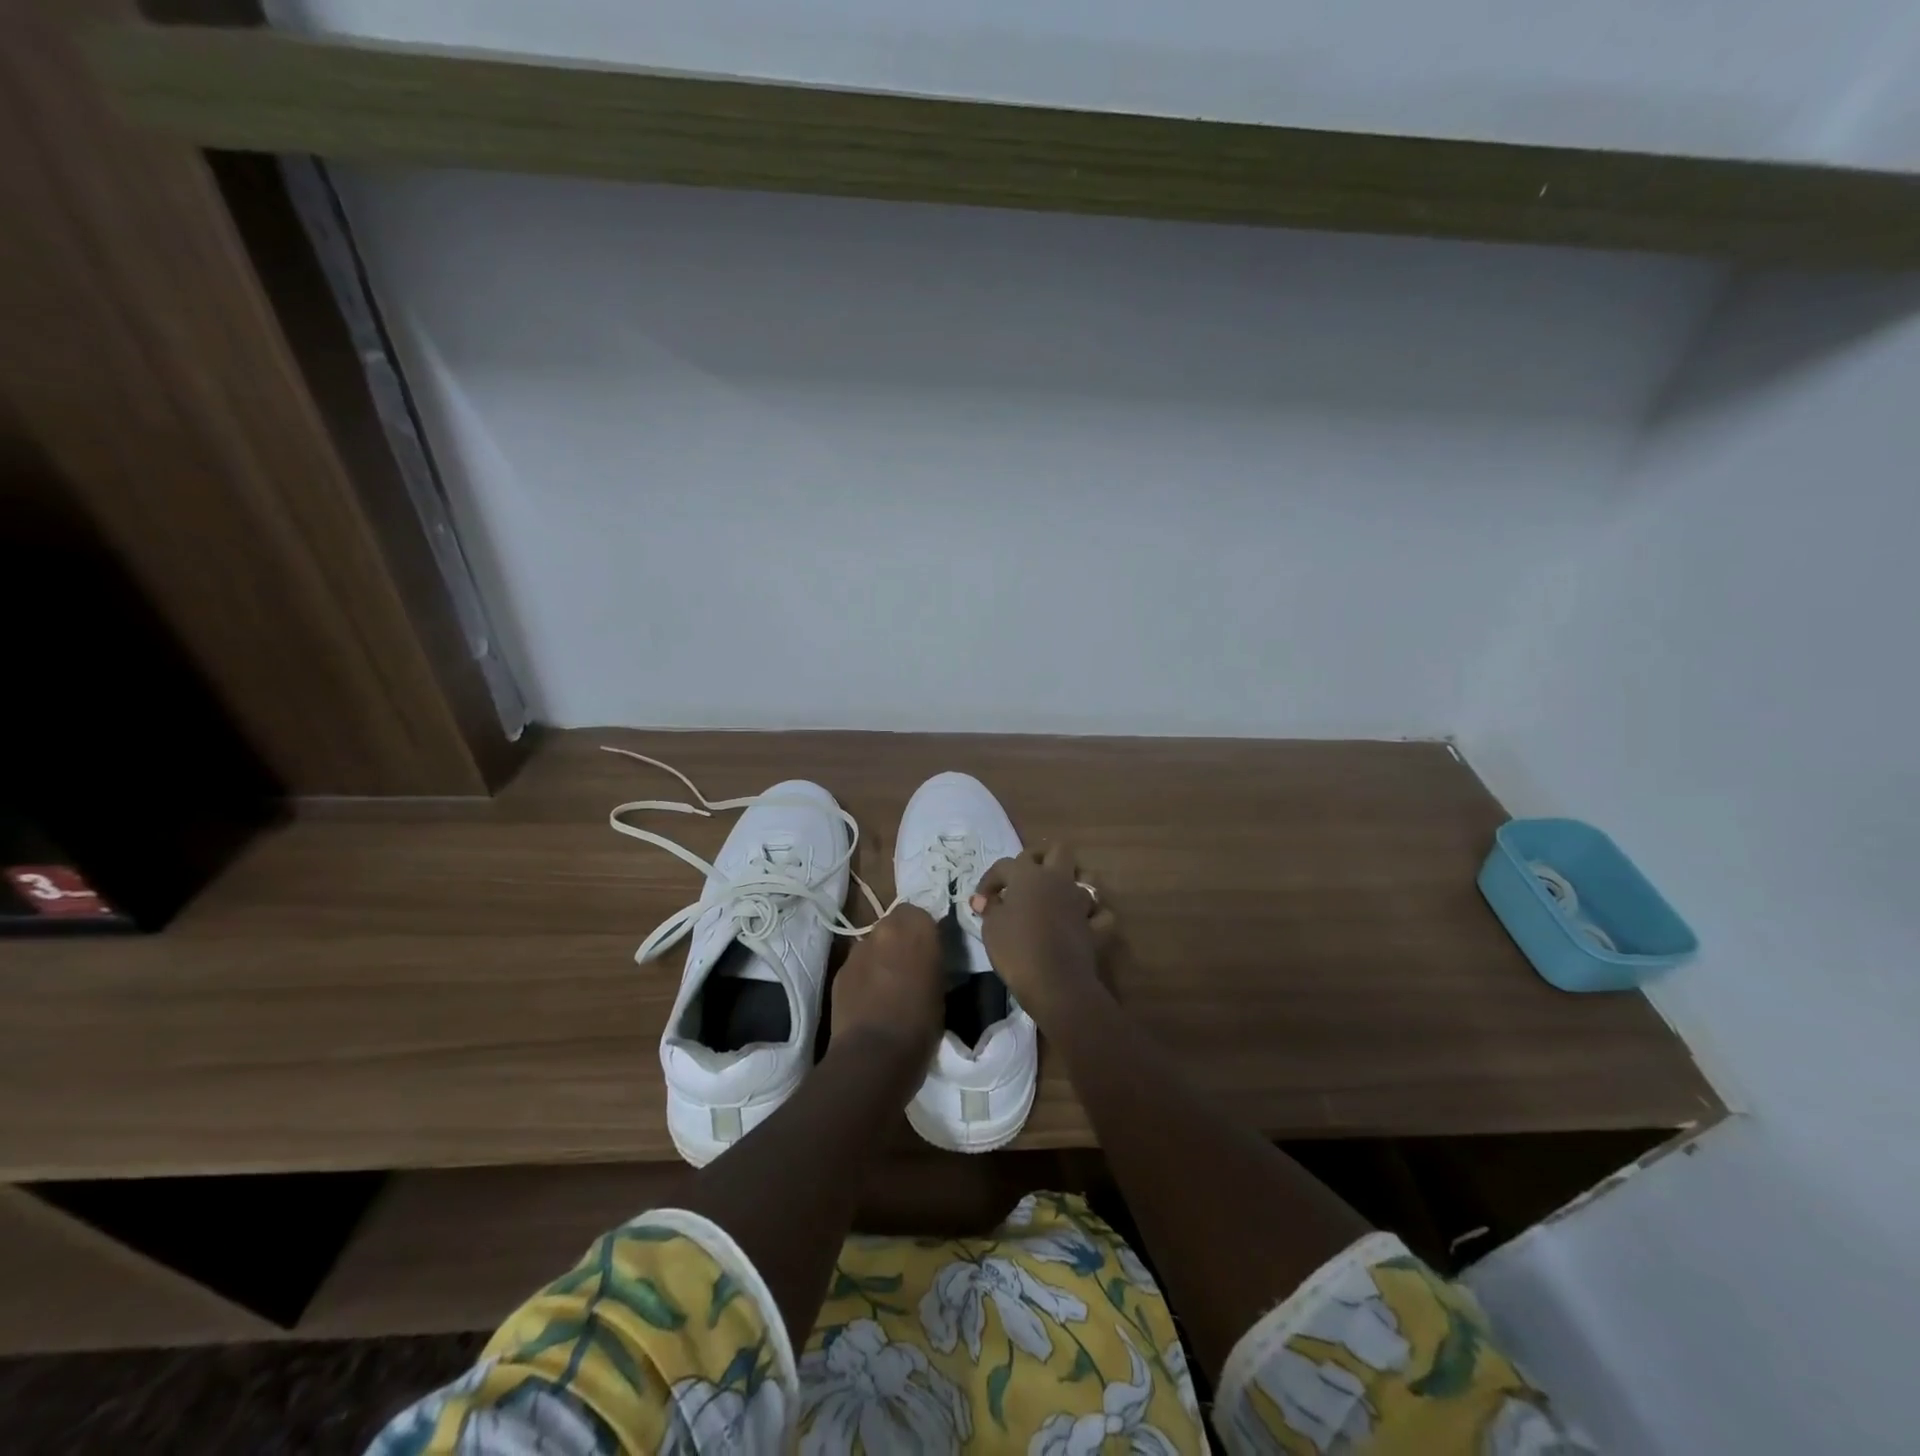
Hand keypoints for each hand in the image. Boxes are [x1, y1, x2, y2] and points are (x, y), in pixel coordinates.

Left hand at [829, 904, 943, 1076]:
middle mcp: (884, 930)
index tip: (928, 951)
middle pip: (893, 923)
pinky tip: (869, 1000)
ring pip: (872, 943)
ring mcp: (858, 950)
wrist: (874, 1054)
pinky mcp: (840, 972)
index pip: (919, 912)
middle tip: (909, 965)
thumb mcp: (941, 987)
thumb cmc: (921, 1023)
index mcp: (916, 928)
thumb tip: (926, 958)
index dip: (922, 931)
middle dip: (899, 939)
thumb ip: (931, 960)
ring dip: (880, 956)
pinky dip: (864, 975)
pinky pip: (857, 965)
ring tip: (887, 986)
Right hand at [969, 845, 1112, 1029]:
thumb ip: (989, 908)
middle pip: (1057, 850)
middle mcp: (1057, 879)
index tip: (982, 900)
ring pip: (1085, 877)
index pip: (1005, 864)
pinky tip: (1081, 922)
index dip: (991, 879)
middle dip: (1041, 857)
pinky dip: (1092, 915)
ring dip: (1073, 882)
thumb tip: (984, 899)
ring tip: (1056, 896)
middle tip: (1025, 876)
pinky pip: (1099, 913)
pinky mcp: (1095, 926)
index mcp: (1028, 875)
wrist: (1055, 982)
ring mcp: (1080, 901)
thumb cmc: (1016, 949)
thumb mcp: (991, 927)